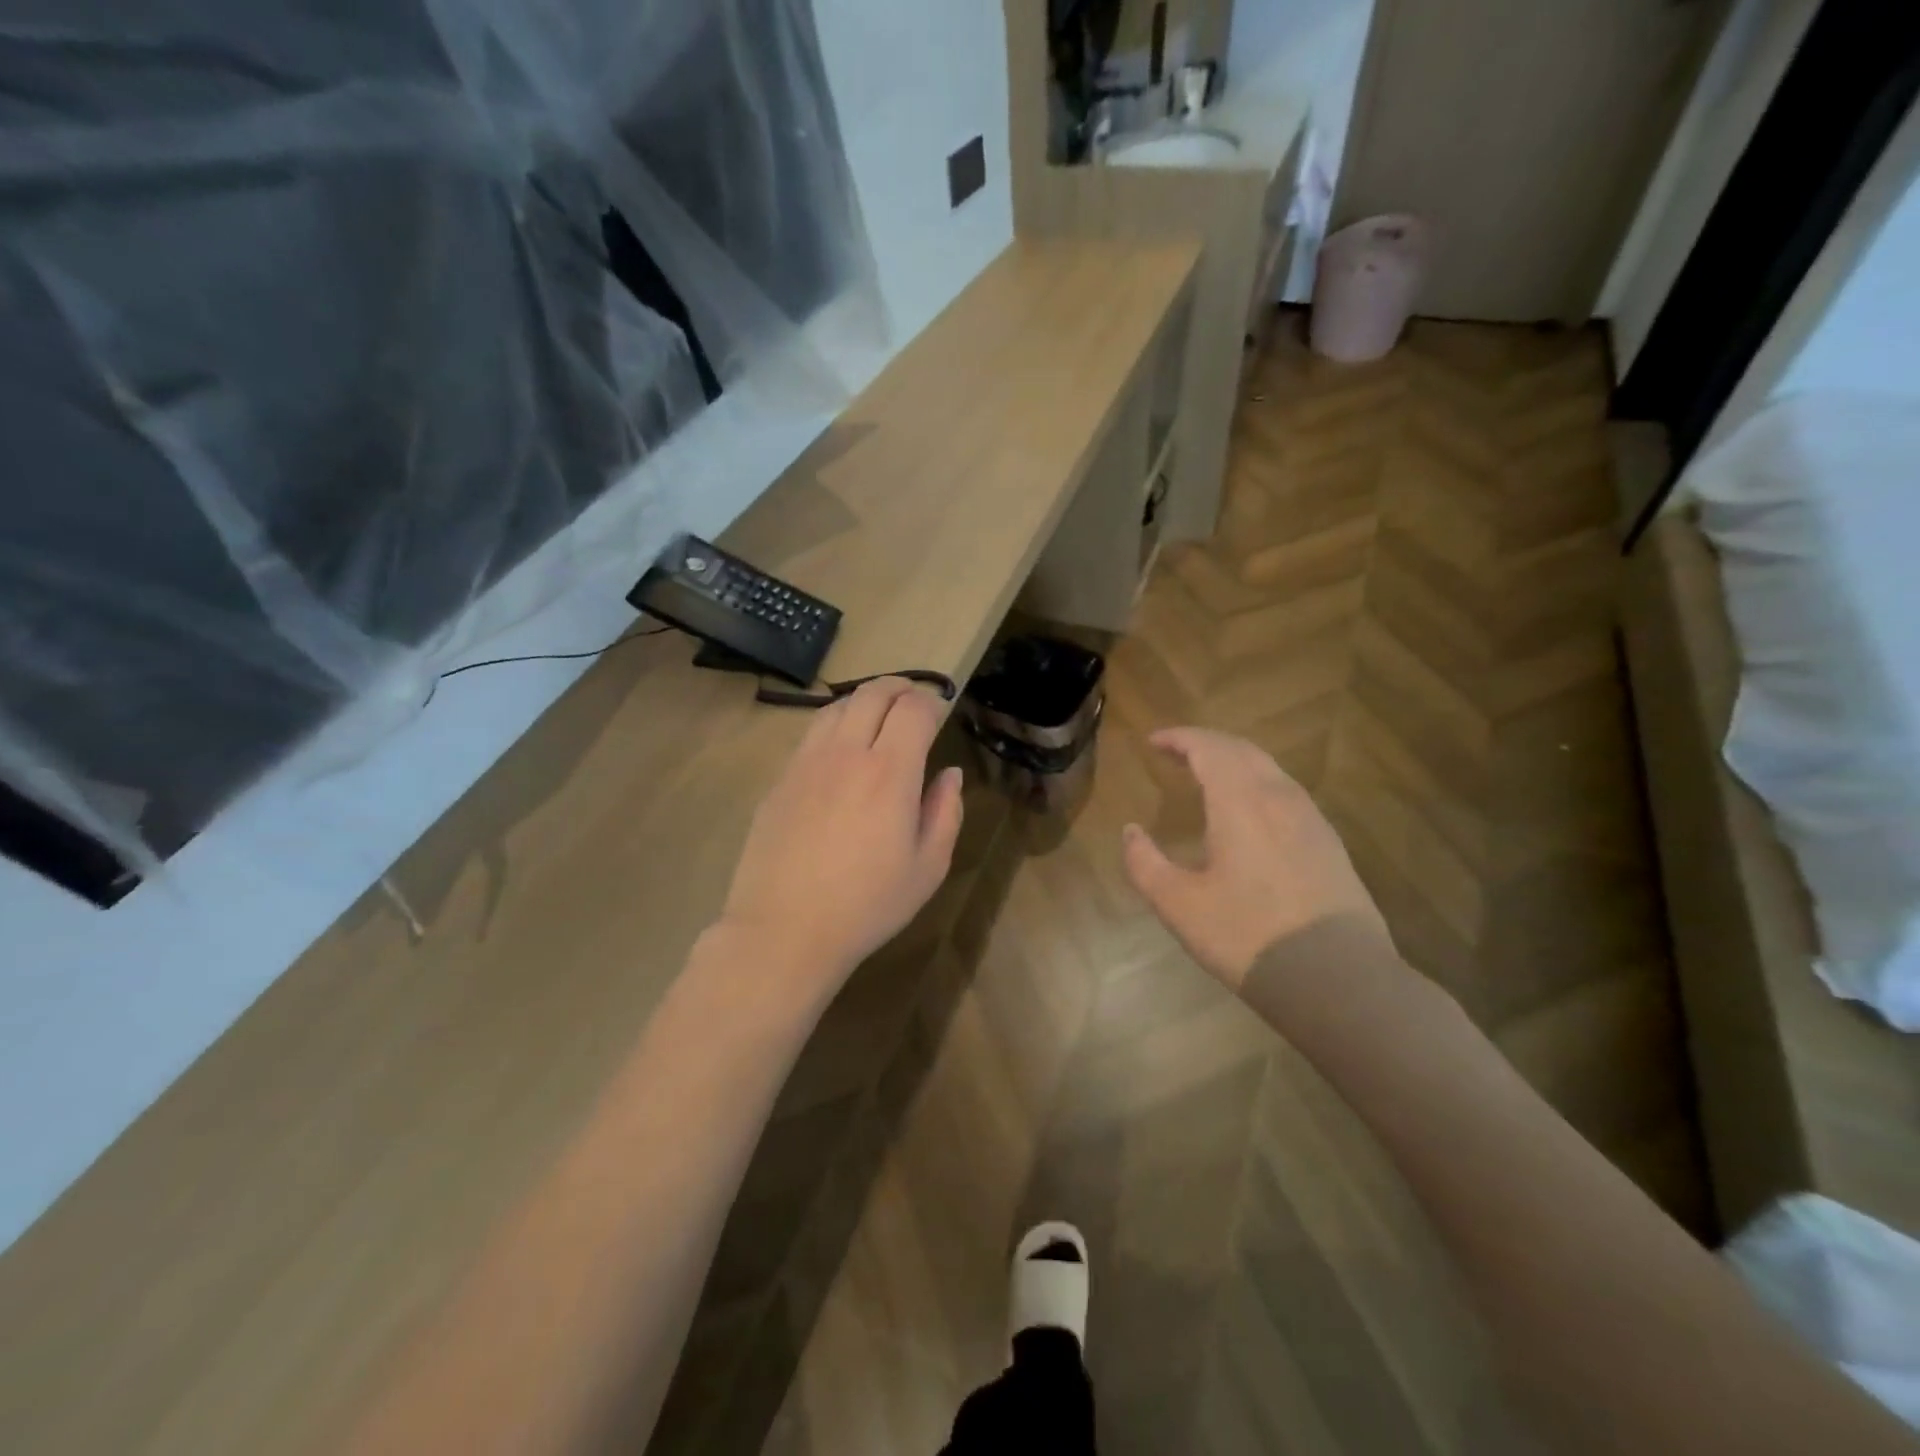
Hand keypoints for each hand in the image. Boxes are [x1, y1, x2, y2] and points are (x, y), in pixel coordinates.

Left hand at [717, 677, 963, 988]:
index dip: (931, 702)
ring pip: (836, 707)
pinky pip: (811, 735)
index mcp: (890, 772)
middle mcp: (846, 754)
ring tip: (877, 716)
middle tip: (913, 699)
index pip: (914, 709)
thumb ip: (945, 812)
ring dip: (863, 700)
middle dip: (899, 687)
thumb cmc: (868, 905)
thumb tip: (950, 774)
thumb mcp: (928, 867)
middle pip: (872, 693)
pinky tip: (840, 749)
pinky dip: (834, 725)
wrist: (784, 930)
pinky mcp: (780, 780)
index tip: (940, 712)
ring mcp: (806, 763)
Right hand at [1122, 728, 1385, 988]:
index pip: (1208, 748)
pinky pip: (1287, 793)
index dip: (1179, 738)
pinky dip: (1258, 784)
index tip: (1153, 741)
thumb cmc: (1247, 935)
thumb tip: (1130, 831)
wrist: (1337, 978)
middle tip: (1177, 752)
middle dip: (1206, 743)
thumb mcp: (1179, 905)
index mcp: (1241, 801)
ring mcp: (1311, 818)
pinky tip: (1249, 813)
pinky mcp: (1329, 843)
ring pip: (1269, 769)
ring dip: (1235, 761)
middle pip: (1241, 750)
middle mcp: (1279, 797)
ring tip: (1208, 776)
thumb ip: (1145, 863)